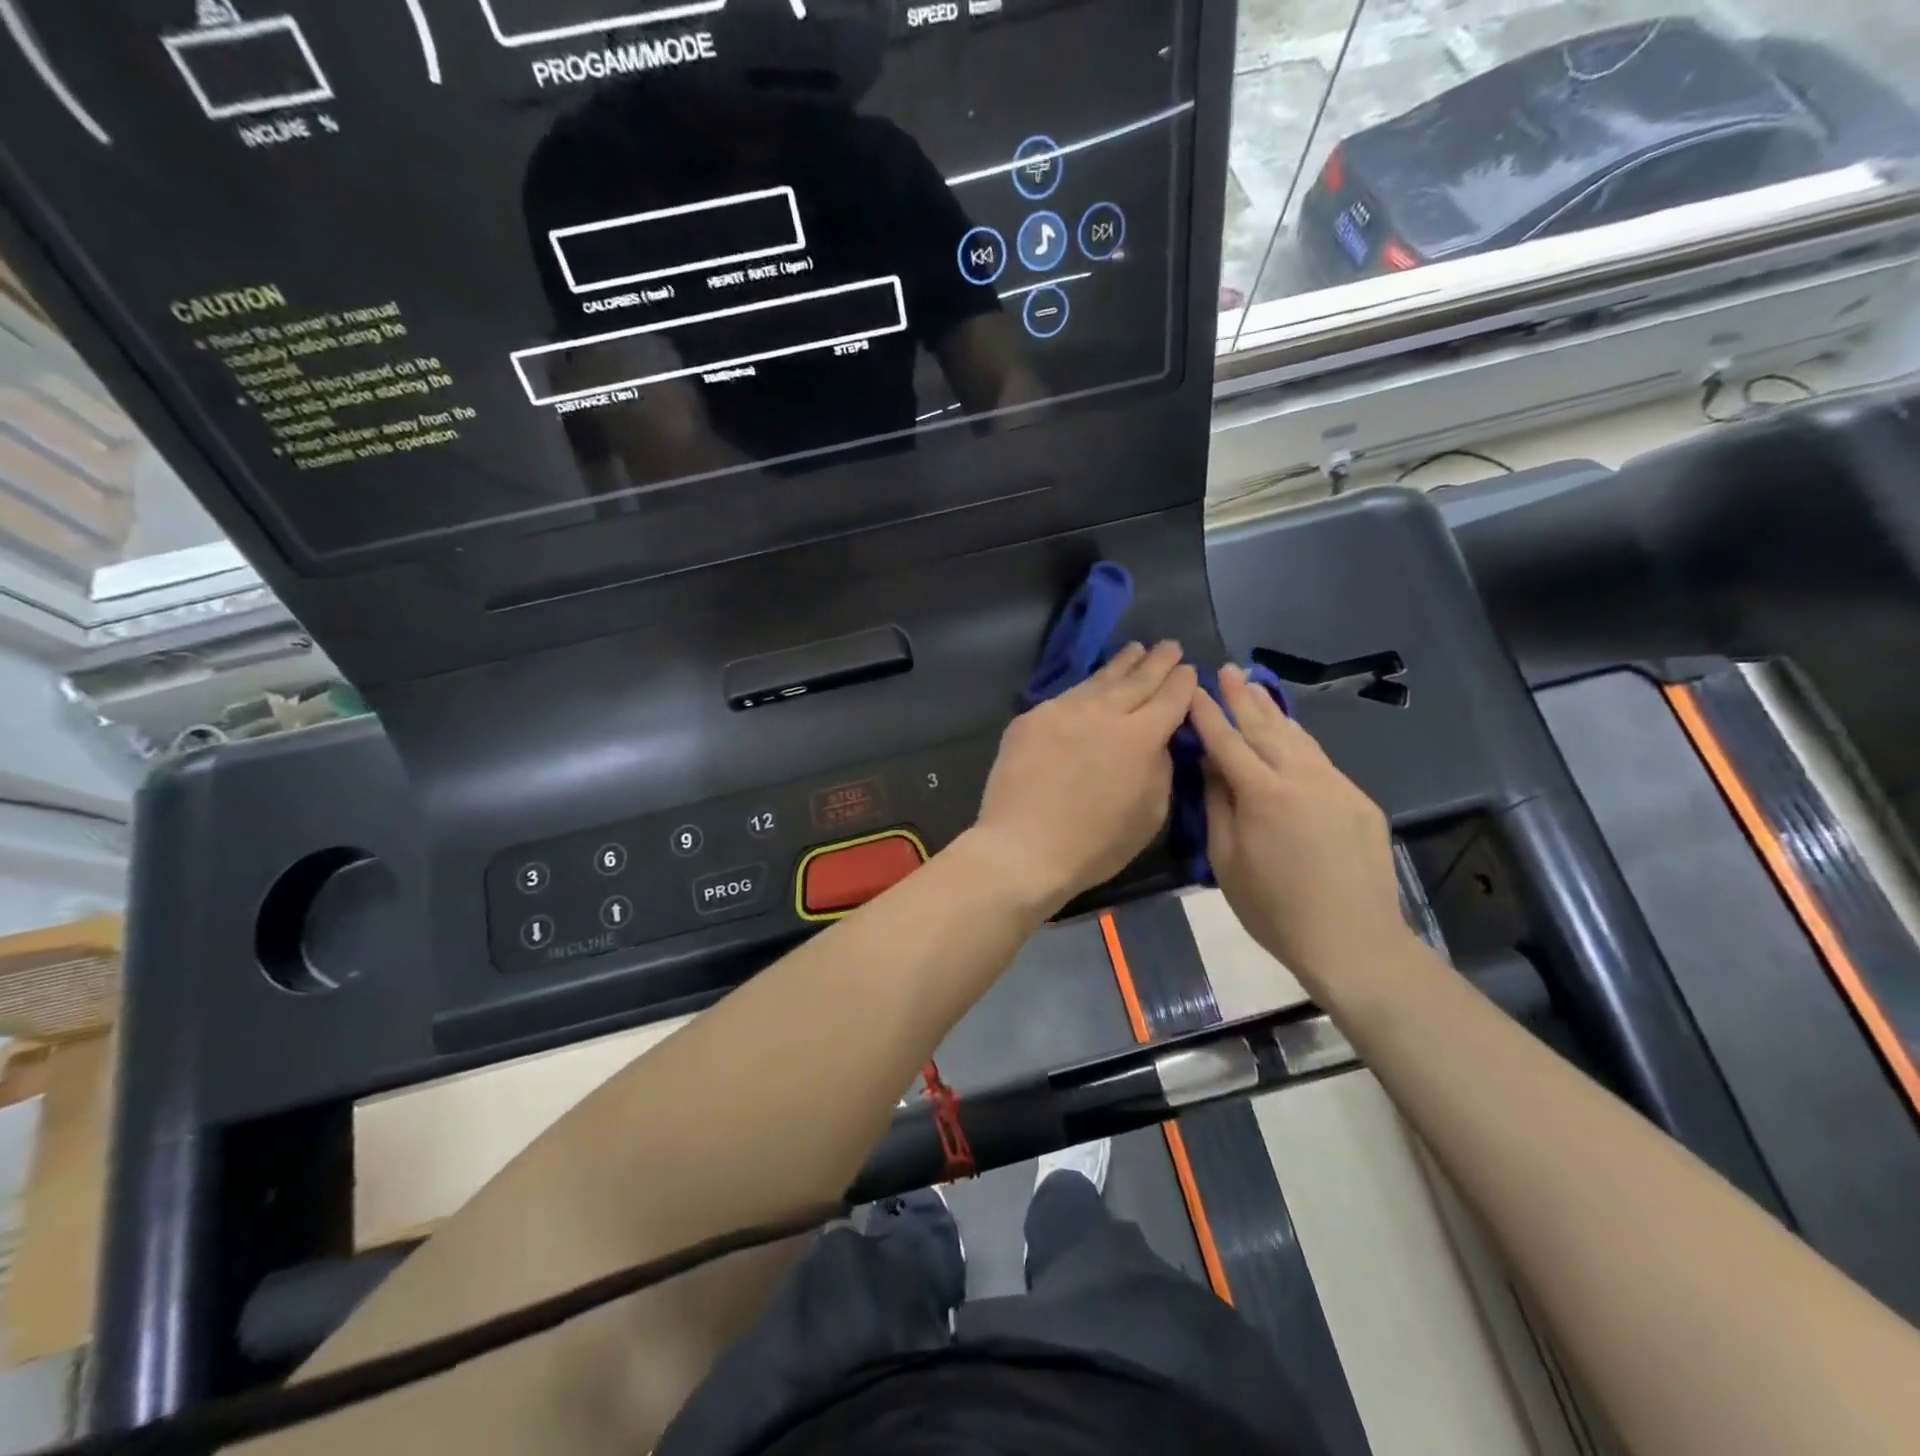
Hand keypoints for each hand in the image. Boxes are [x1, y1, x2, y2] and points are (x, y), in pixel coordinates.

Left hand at [969, 641, 1196, 914]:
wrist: (1023, 847)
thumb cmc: (1095, 844)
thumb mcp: (1150, 814)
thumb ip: (1161, 768)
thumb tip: (1159, 741)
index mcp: (1140, 737)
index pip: (1169, 698)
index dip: (1183, 683)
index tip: (1189, 670)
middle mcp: (1103, 713)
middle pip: (1136, 680)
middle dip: (1157, 662)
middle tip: (1169, 646)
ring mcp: (1063, 711)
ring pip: (1099, 681)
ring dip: (1121, 664)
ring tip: (1134, 650)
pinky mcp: (1031, 718)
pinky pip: (1066, 697)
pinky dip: (1085, 687)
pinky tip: (1090, 685)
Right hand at [1188, 665, 1407, 991]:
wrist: (1353, 941)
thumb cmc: (1274, 909)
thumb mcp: (1227, 861)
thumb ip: (1218, 806)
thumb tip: (1212, 767)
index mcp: (1264, 794)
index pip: (1228, 742)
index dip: (1208, 714)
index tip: (1193, 690)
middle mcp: (1303, 778)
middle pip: (1267, 727)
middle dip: (1243, 697)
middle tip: (1227, 669)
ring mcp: (1337, 786)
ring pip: (1299, 738)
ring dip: (1273, 711)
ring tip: (1255, 687)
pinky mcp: (1359, 801)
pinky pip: (1321, 761)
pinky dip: (1299, 742)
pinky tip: (1290, 736)